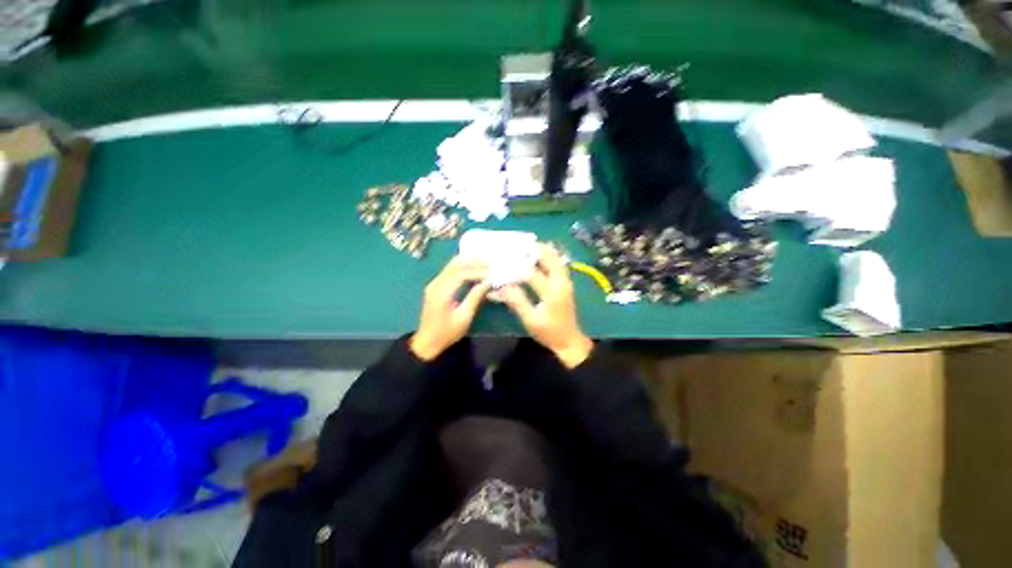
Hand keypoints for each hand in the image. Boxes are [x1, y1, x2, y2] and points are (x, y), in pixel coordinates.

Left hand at [410, 256, 490, 361]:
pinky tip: (472, 267)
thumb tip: (487, 282)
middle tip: (489, 262)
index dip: (478, 271)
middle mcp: (435, 284)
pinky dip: (461, 266)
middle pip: (454, 265)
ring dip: (467, 261)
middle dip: (473, 261)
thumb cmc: (447, 333)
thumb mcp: (464, 317)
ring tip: (483, 261)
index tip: (491, 273)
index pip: (461, 274)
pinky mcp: (435, 286)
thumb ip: (475, 297)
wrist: (427, 342)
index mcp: (442, 293)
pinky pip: (449, 270)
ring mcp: (434, 284)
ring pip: (451, 265)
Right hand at [501, 244, 593, 368]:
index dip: (516, 267)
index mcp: (552, 291)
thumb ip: (517, 301)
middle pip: (550, 257)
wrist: (570, 341)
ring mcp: (565, 281)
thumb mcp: (530, 319)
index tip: (502, 261)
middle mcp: (561, 282)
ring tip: (526, 246)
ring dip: (542, 251)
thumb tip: (501, 286)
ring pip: (556, 258)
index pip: (532, 272)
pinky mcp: (566, 283)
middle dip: (533, 248)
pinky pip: (557, 264)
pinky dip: (547, 257)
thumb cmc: (549, 332)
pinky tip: (536, 257)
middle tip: (517, 244)